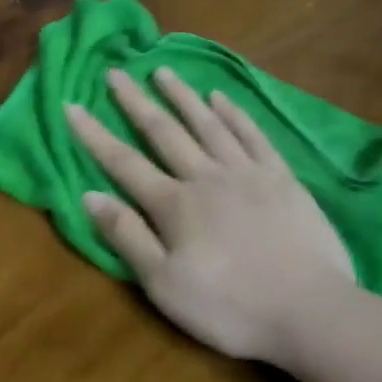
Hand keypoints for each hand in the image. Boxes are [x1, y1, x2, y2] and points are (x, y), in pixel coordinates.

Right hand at [65, 68, 357, 365]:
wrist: (310, 311)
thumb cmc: (229, 306)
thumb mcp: (164, 284)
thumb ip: (127, 236)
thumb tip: (89, 194)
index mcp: (173, 204)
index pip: (123, 162)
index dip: (93, 134)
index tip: (71, 105)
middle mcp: (205, 177)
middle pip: (163, 131)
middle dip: (136, 101)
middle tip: (116, 72)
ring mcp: (247, 173)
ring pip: (207, 124)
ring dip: (182, 96)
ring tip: (163, 71)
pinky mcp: (281, 178)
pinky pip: (252, 135)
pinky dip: (234, 114)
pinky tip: (221, 97)